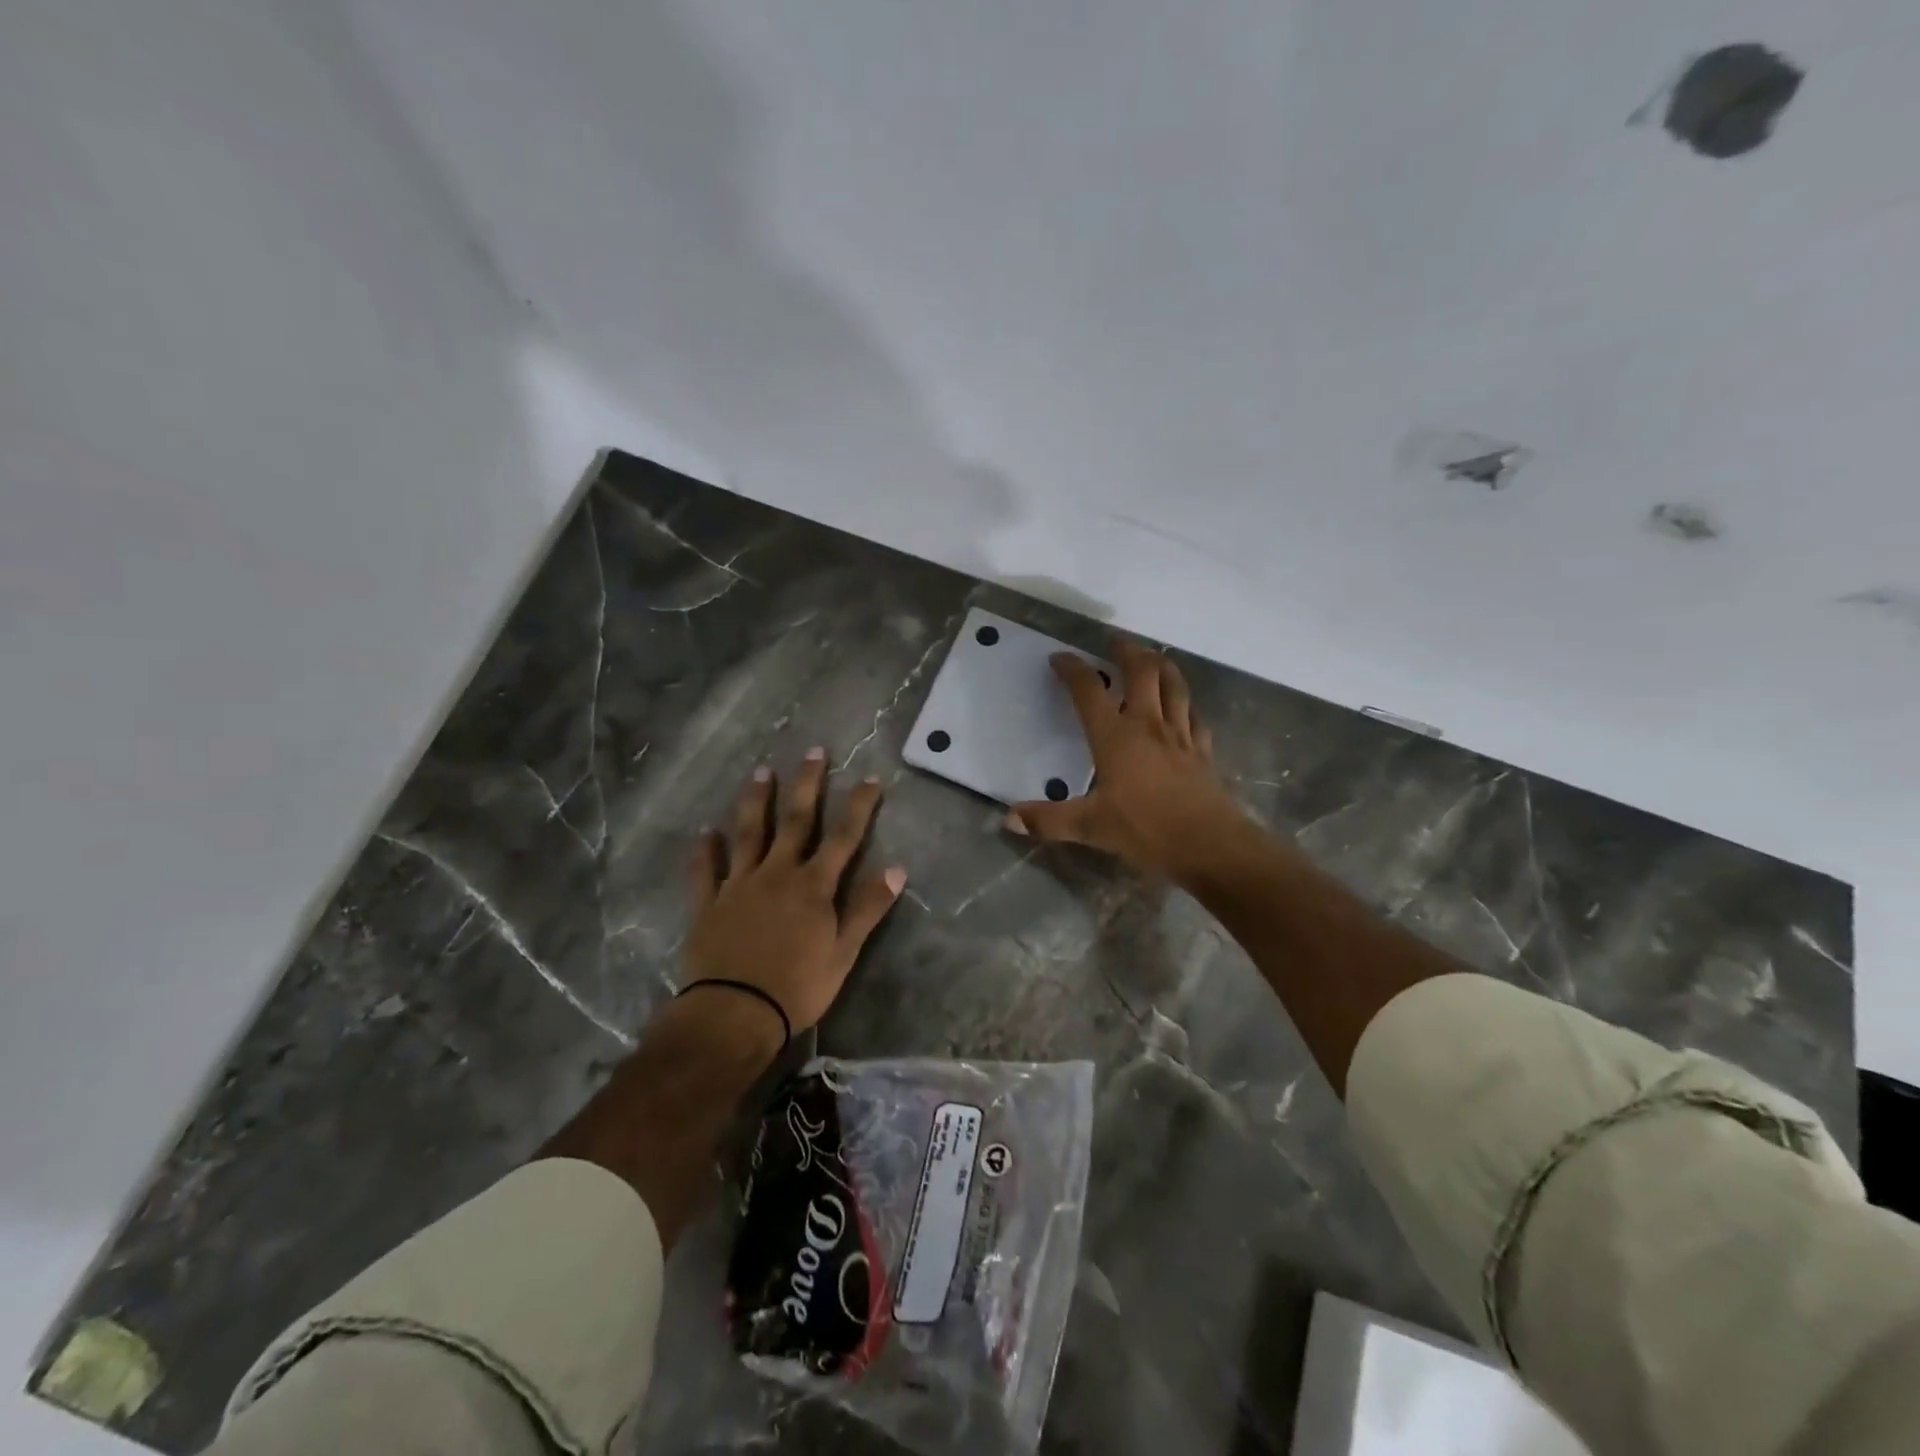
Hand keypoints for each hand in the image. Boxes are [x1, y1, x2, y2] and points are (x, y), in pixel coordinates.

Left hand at [684, 749, 906, 1035]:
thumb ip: (867, 908)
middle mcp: (777, 874)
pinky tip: (705, 832)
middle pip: (795, 821)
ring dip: (756, 801)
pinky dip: (705, 850)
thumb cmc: (797, 987)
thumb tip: (896, 868)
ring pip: (748, 833)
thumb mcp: (844, 953)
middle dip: (807, 784)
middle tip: (813, 751)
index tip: (870, 778)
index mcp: (813, 886)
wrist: (734, 1014)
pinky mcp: (708, 903)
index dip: (859, 806)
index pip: (843, 837)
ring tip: (761, 771)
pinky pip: (705, 870)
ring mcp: (739, 885)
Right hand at [1007, 640, 1241, 880]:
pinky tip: (1184, 705)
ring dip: (1162, 665)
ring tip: (1153, 656)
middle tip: (1115, 642)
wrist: (1208, 844)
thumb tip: (1008, 818)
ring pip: (1174, 686)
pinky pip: (1194, 715)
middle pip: (1142, 672)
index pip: (1089, 690)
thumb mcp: (1090, 827)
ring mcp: (1180, 735)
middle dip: (1127, 652)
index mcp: (1115, 737)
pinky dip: (1186, 702)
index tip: (1059, 658)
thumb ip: (1048, 820)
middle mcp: (1148, 725)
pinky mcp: (1202, 751)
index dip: (1072, 669)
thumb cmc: (1145, 830)